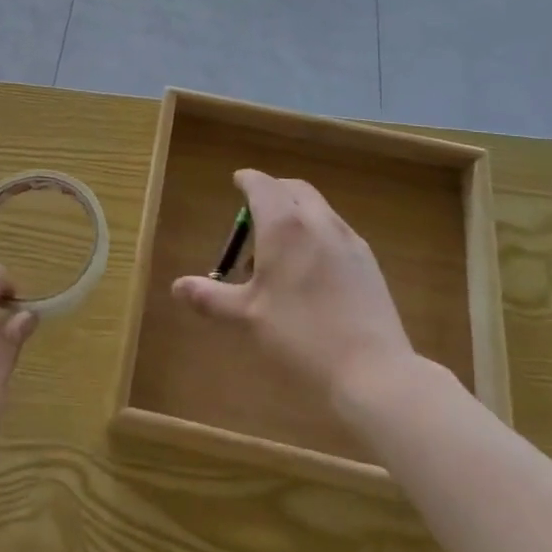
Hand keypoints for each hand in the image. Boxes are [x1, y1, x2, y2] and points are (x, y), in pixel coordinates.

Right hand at [171, 169, 415, 417]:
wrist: (374, 372)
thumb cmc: (301, 338)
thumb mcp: (247, 318)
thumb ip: (211, 297)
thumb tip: (177, 286)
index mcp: (284, 226)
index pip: (262, 185)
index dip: (246, 180)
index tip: (236, 182)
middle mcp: (318, 222)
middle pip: (293, 189)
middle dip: (272, 192)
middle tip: (253, 215)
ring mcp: (349, 240)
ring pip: (318, 209)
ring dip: (295, 214)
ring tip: (278, 250)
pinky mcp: (369, 262)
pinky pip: (335, 231)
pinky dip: (316, 233)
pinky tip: (311, 270)